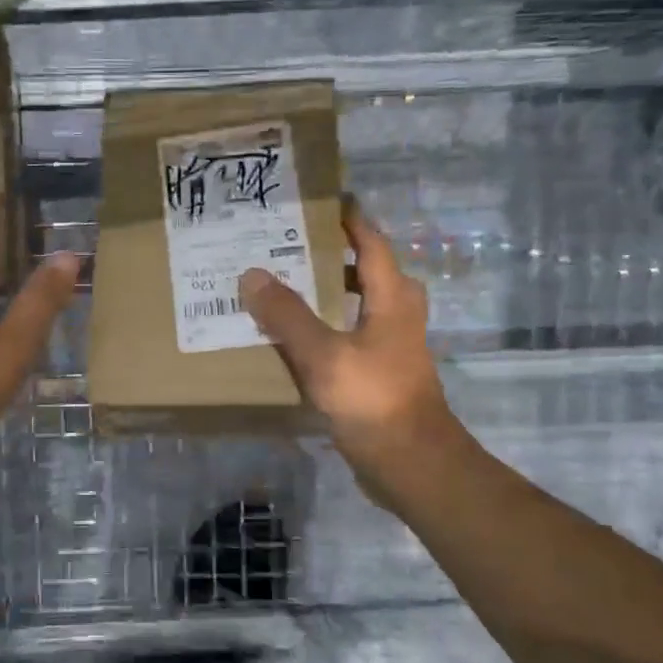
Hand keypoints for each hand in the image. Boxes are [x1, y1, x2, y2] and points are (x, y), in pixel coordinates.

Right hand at [239, 201, 467, 508]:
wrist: (410, 462)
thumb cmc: (373, 399)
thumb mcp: (324, 355)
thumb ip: (287, 315)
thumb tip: (252, 274)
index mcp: (391, 298)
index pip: (371, 243)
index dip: (349, 220)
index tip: (320, 201)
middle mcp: (396, 314)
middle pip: (365, 271)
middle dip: (331, 256)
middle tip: (288, 246)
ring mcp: (390, 345)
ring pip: (357, 304)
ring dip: (326, 293)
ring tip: (283, 287)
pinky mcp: (379, 372)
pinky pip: (349, 335)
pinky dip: (324, 326)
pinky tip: (292, 337)